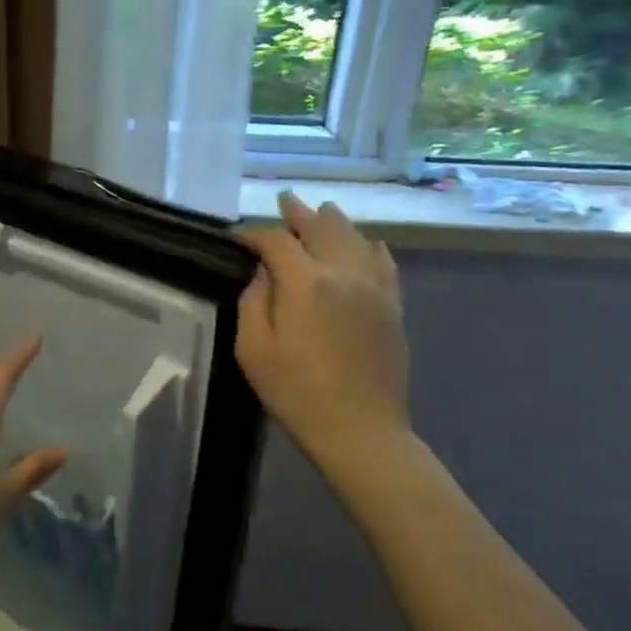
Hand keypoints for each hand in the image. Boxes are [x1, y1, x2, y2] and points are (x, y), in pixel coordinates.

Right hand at [236, 191, 411, 473]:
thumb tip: (263, 273)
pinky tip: (366, 242)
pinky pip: (384, 263)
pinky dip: (370, 246)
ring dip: (334, 222)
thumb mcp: (253, 350)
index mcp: (306, 283)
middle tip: (285, 201)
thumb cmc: (295, 392)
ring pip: (356, 238)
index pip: (277, 241)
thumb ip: (253, 302)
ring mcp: (374, 288)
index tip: (238, 238)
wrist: (360, 430)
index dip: (255, 234)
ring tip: (322, 211)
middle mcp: (344, 273)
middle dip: (299, 214)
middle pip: (322, 228)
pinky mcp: (392, 306)